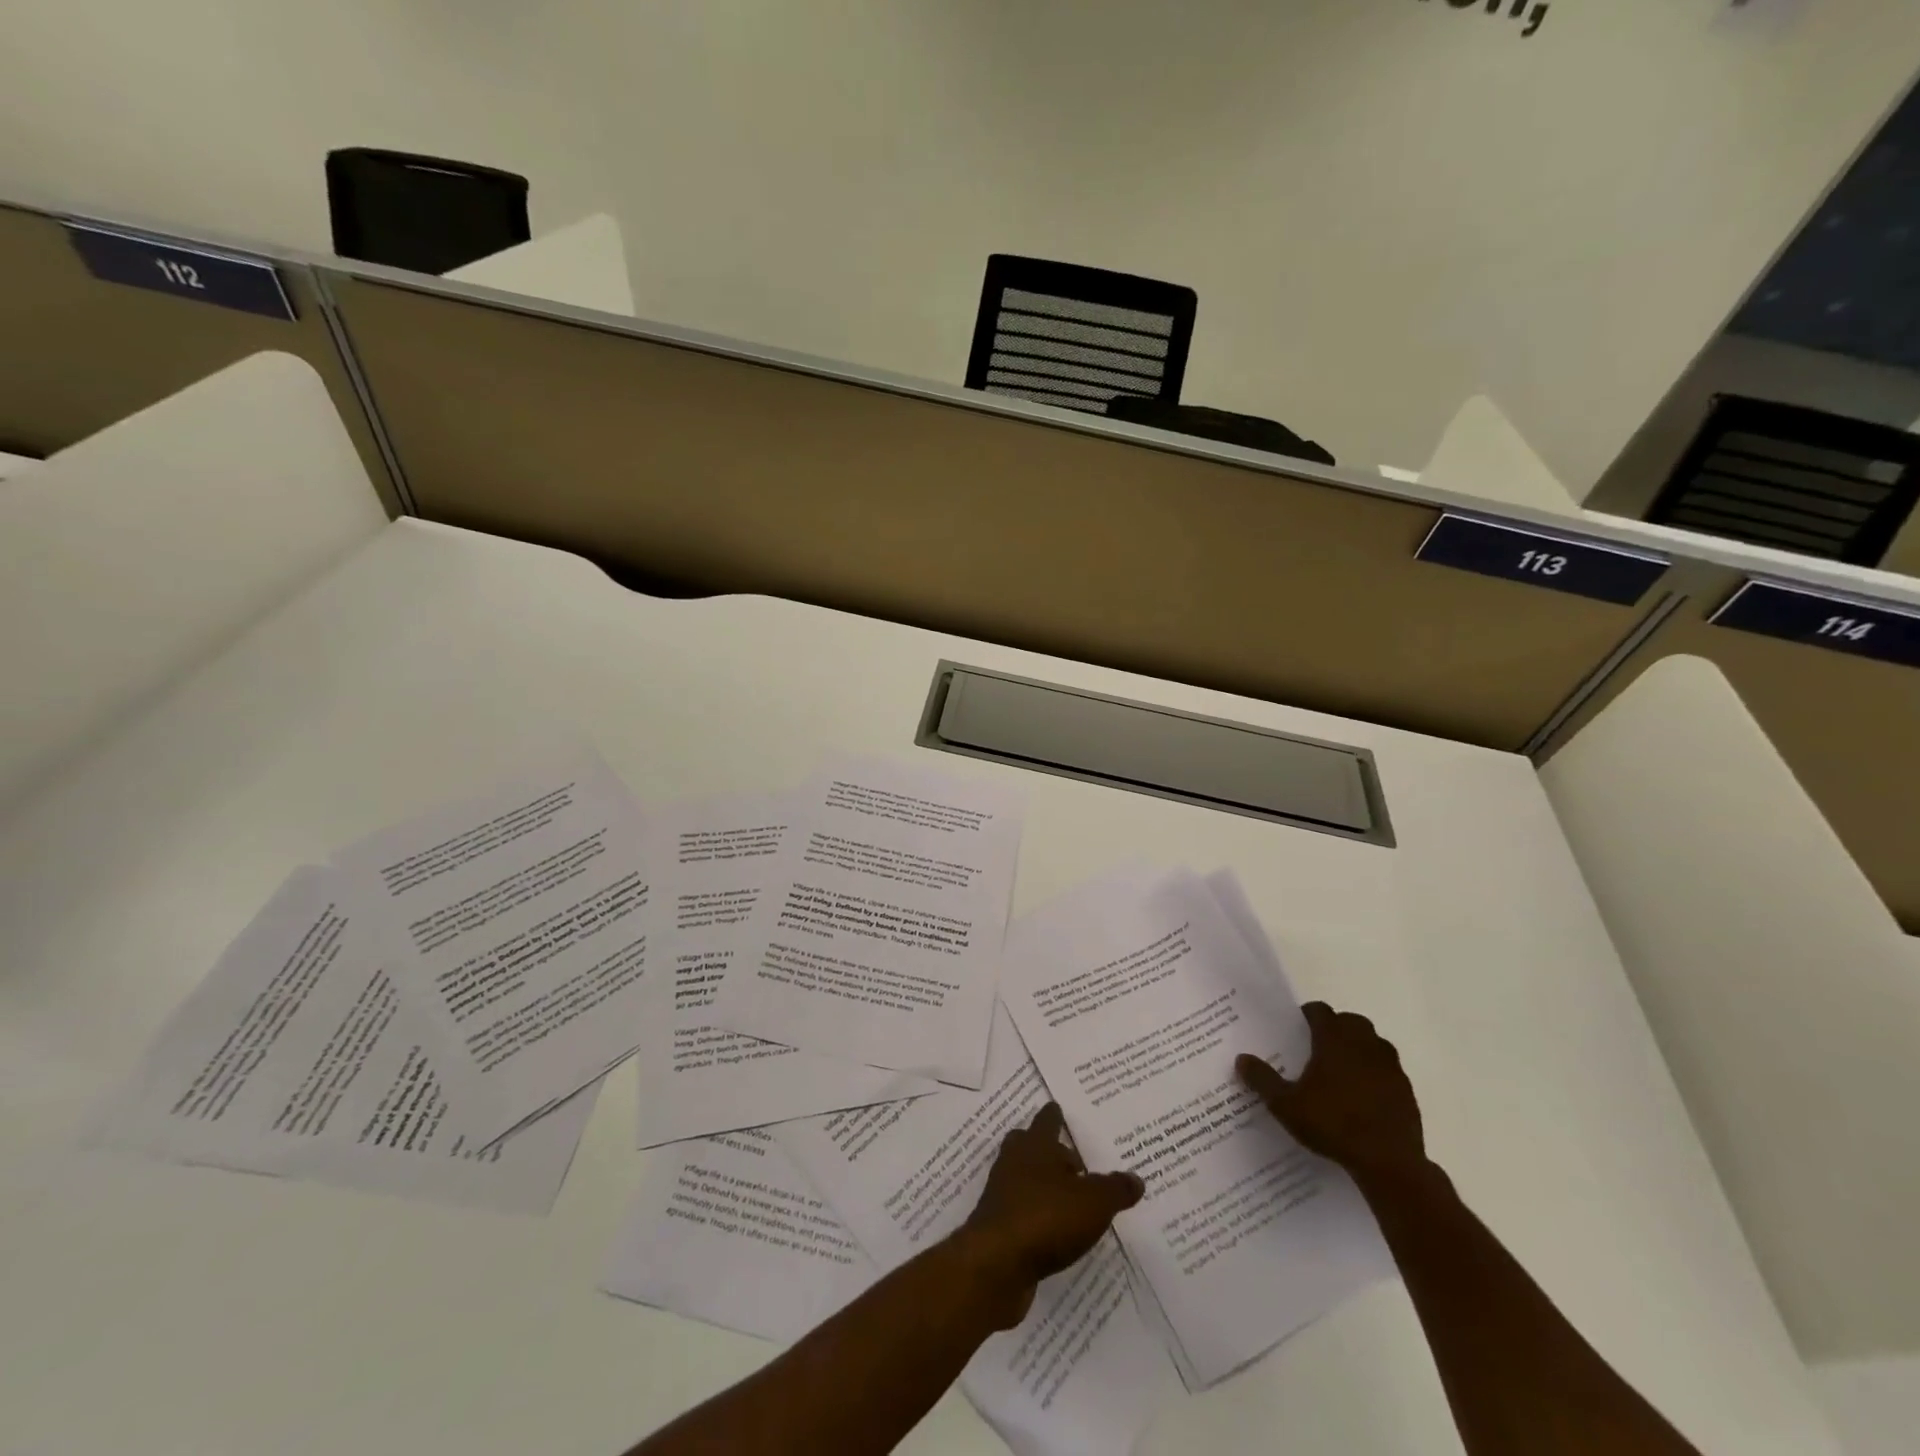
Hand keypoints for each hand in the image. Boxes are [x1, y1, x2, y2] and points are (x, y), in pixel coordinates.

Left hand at [957, 1103, 1143, 1325]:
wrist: (997, 1263)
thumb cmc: (1047, 1217)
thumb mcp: (1094, 1203)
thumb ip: (1115, 1189)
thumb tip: (1136, 1178)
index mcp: (1037, 1145)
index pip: (1047, 1121)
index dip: (1055, 1116)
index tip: (1058, 1108)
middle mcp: (1015, 1161)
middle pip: (1027, 1144)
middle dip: (1044, 1147)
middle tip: (1068, 1156)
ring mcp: (1002, 1192)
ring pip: (1021, 1176)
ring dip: (1040, 1182)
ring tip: (1066, 1195)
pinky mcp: (998, 1225)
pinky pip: (1020, 1209)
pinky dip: (1034, 1214)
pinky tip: (1053, 1230)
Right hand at [1236, 1003, 1426, 1187]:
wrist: (1389, 1163)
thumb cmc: (1333, 1124)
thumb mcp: (1286, 1105)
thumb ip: (1263, 1080)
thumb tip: (1242, 1059)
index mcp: (1335, 1040)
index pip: (1320, 1011)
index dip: (1307, 1015)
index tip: (1297, 1027)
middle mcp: (1365, 1044)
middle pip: (1351, 1021)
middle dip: (1336, 1028)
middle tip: (1318, 1047)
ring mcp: (1390, 1067)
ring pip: (1374, 1043)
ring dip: (1359, 1048)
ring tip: (1342, 1070)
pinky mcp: (1407, 1091)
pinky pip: (1388, 1070)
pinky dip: (1376, 1073)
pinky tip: (1363, 1096)